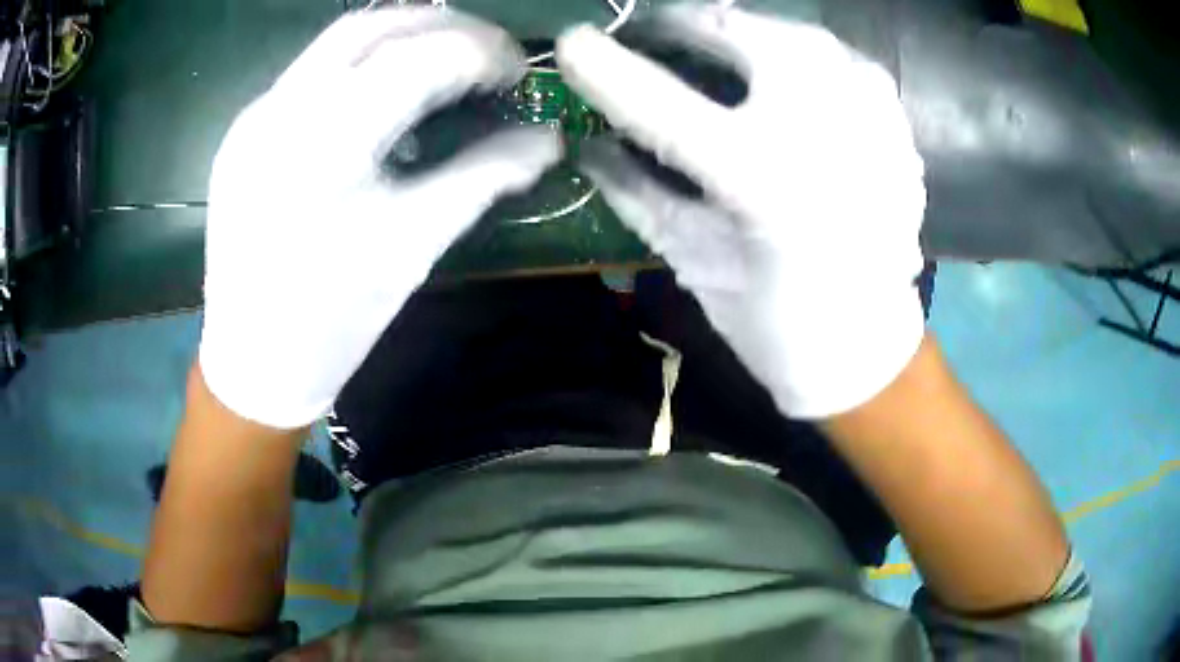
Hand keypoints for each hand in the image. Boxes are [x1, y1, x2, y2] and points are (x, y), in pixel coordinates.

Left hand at [199, 8, 561, 428]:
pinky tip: (383, 94)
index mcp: (324, 143)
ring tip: (445, 61)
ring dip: (402, 35)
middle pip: (375, 24)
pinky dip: (361, 64)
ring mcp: (255, 116)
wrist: (252, 364)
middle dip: (444, 25)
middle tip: (487, 54)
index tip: (519, 71)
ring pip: (338, 40)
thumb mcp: (414, 246)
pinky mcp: (244, 130)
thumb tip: (548, 139)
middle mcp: (280, 109)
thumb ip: (485, 177)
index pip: (420, 56)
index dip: (482, 51)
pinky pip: (310, 72)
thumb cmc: (333, 319)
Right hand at [557, 4, 927, 417]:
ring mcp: (870, 122)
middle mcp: (820, 134)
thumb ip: (638, 193)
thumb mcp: (694, 261)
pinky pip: (845, 61)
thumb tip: (586, 142)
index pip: (659, 101)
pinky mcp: (897, 128)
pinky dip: (807, 55)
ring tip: (720, 46)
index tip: (574, 41)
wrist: (867, 349)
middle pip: (740, 32)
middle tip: (659, 35)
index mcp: (760, 180)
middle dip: (686, 25)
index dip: (606, 65)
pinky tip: (788, 74)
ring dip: (747, 31)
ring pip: (797, 33)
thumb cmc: (775, 324)